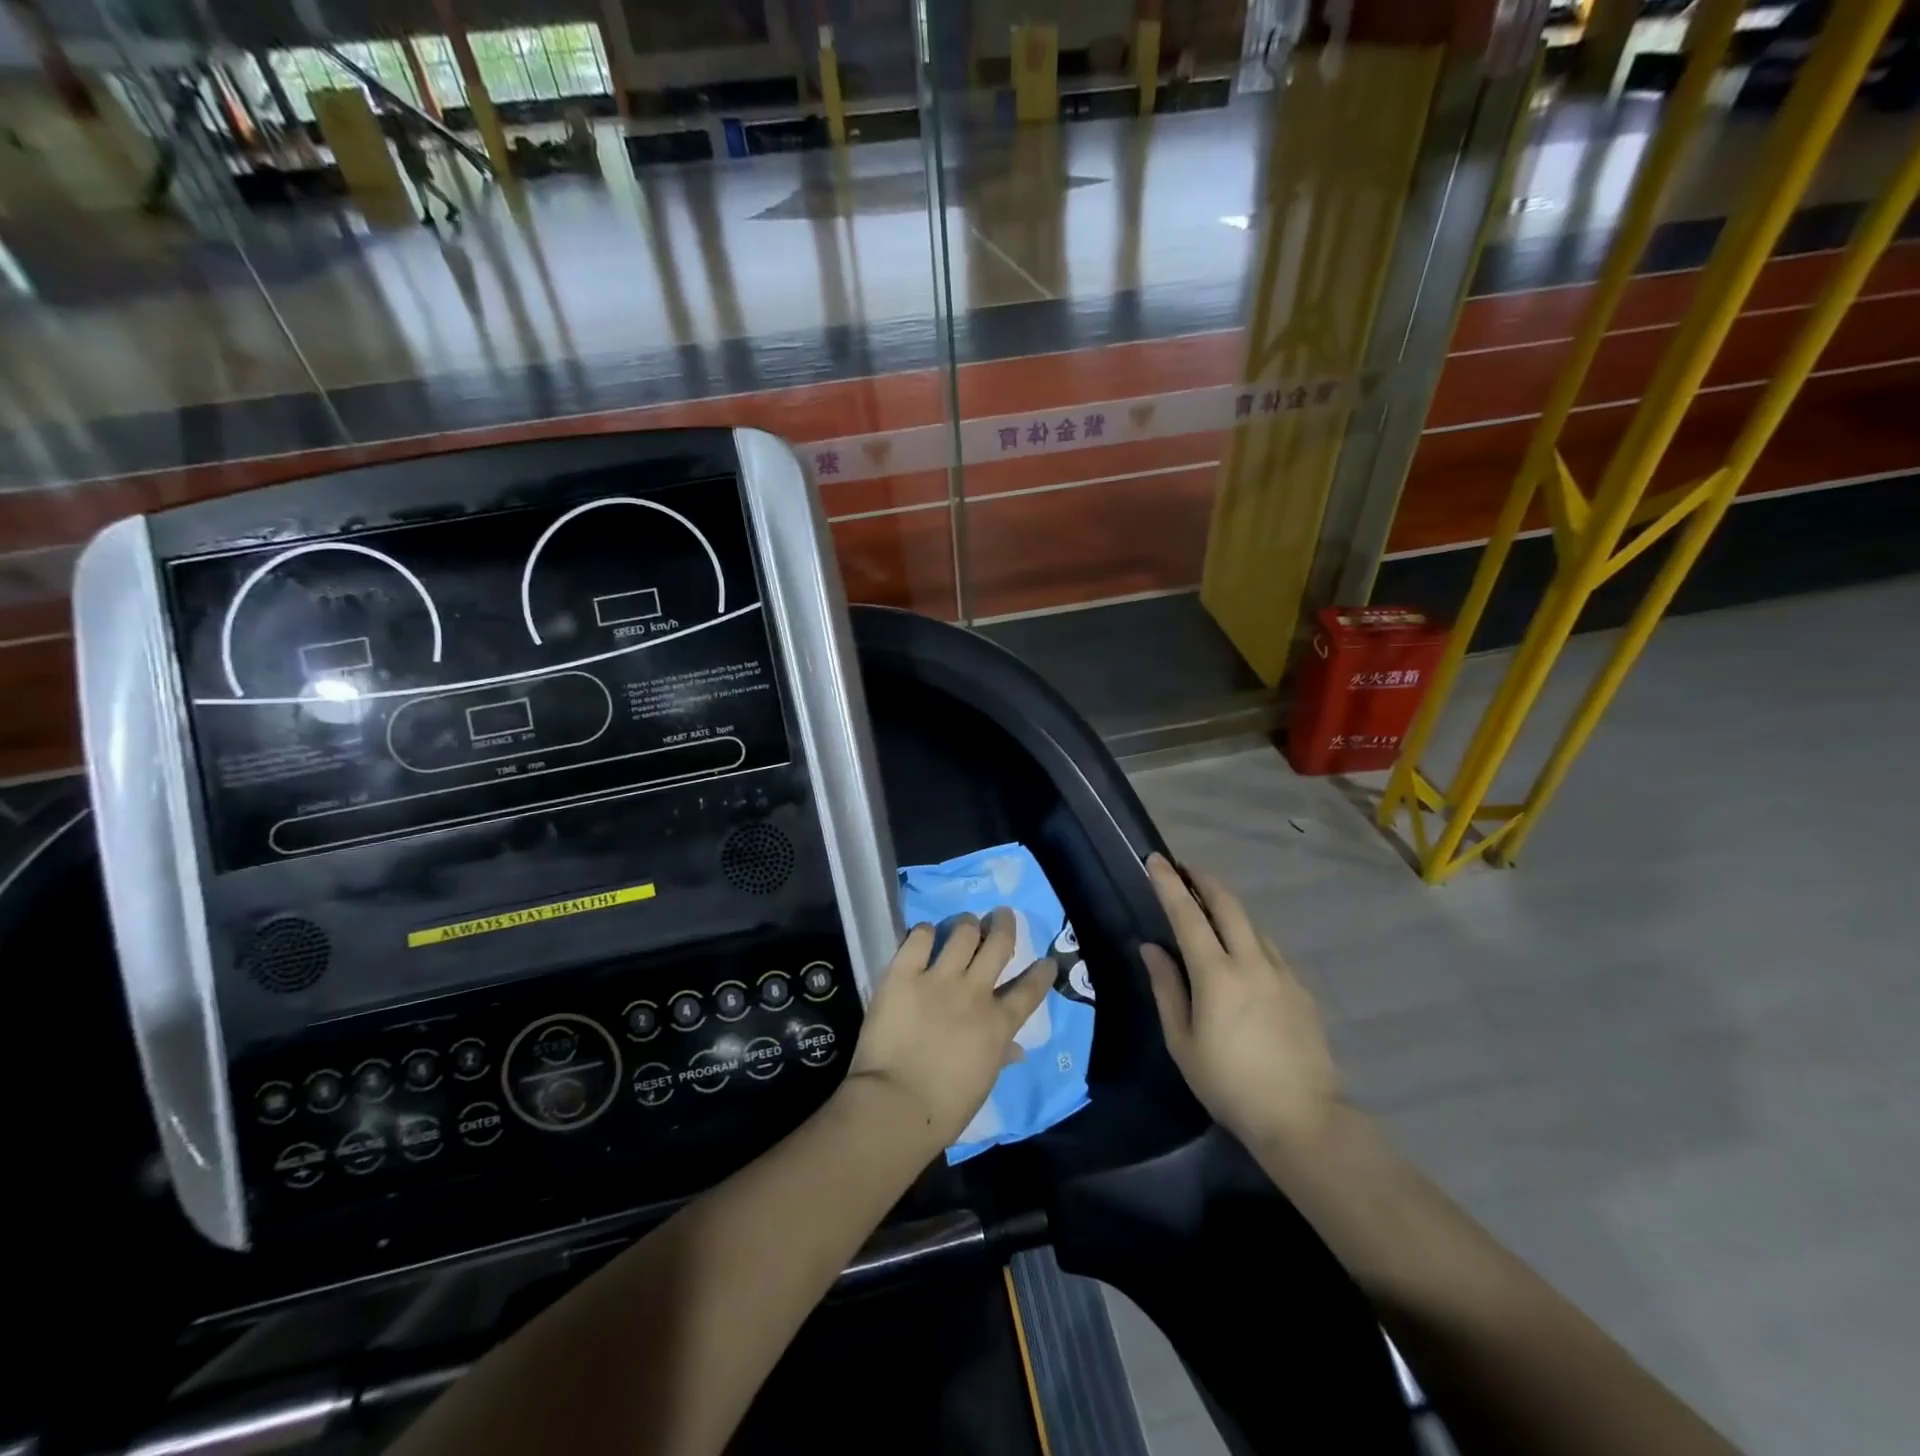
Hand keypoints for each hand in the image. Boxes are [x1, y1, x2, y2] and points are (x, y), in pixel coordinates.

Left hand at [846, 910, 1054, 1149]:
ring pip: (964, 932)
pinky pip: (920, 938)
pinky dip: (925, 932)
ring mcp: (939, 979)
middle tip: (1002, 915)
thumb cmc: (945, 1108)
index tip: (1046, 960)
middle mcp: (975, 992)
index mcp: (999, 1024)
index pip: (1030, 990)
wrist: (897, 1104)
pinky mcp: (904, 973)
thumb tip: (1017, 1051)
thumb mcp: (983, 1084)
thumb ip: (1000, 1057)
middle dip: (1004, 924)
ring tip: (966, 922)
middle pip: (999, 944)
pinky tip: (925, 934)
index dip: (1041, 972)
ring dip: (967, 924)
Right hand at [1140, 854, 1340, 1151]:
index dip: (1169, 884)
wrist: (1303, 1118)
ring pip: (1252, 925)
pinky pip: (1269, 950)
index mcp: (1217, 975)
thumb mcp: (1183, 1042)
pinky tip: (1242, 954)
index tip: (1156, 860)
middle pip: (1228, 905)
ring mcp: (1282, 974)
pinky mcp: (1301, 990)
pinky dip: (1249, 937)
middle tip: (1185, 870)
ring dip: (1228, 908)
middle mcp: (1252, 963)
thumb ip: (1166, 989)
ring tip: (1209, 910)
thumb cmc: (1229, 1084)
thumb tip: (1152, 948)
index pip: (1187, 916)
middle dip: (1204, 880)